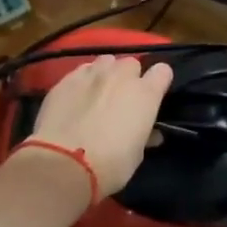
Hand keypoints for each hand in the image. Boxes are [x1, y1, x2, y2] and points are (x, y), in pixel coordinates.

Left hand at [28, 56, 174, 197]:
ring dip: (106, 73)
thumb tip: (150, 134)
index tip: (153, 95)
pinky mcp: (66, 80)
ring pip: (105, 61)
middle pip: (131, 63)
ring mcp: (92, 74)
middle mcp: (121, 76)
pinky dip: (83, 80)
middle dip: (129, 77)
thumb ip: (145, 135)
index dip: (158, 82)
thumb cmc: (110, 164)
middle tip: (122, 97)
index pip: (162, 71)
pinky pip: (81, 71)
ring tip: (98, 91)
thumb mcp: (137, 154)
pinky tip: (76, 96)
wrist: (64, 165)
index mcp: (145, 94)